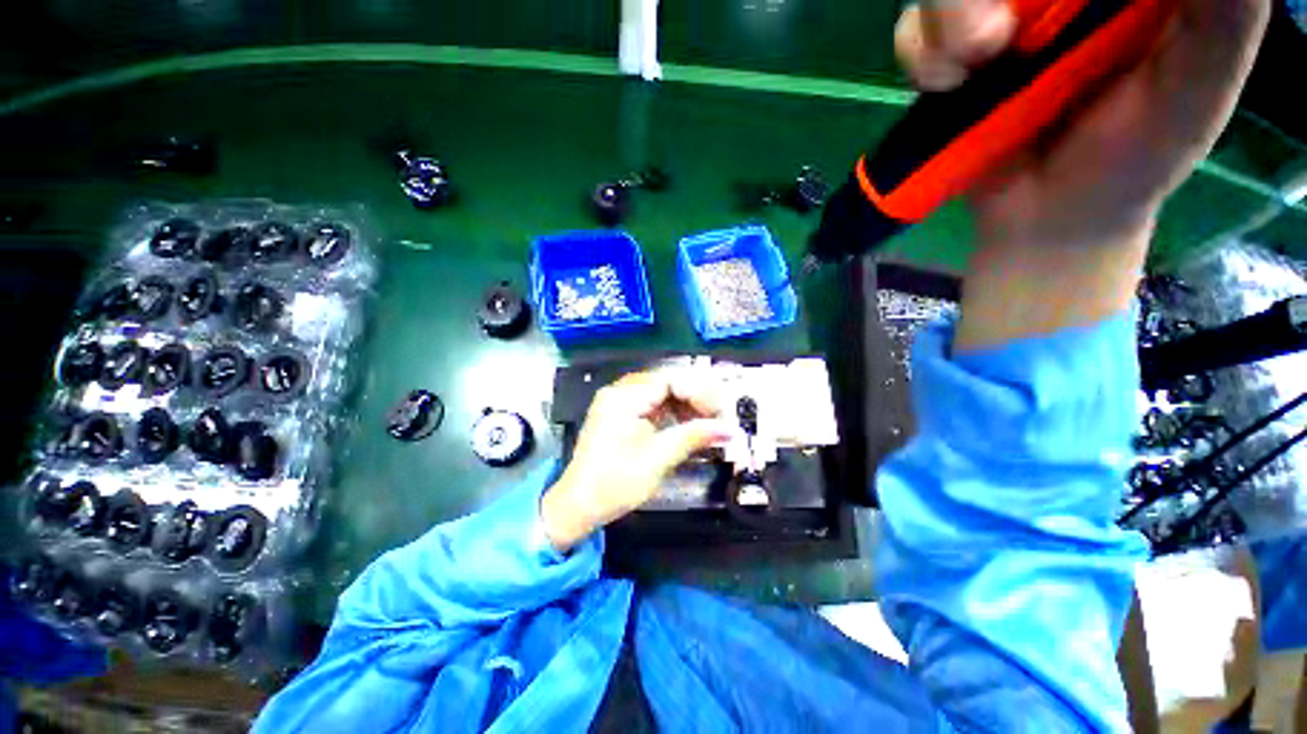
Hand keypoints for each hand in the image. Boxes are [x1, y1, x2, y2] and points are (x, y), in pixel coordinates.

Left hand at [541, 371, 734, 552]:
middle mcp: (620, 392)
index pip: (670, 379)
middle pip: (667, 383)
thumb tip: (730, 429)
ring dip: (686, 407)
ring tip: (706, 425)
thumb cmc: (614, 484)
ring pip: (662, 393)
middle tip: (717, 419)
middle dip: (695, 399)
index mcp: (624, 398)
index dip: (699, 393)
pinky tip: (687, 427)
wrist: (578, 506)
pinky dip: (672, 415)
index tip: (718, 413)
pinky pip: (652, 405)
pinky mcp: (621, 414)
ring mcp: (619, 402)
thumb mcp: (658, 459)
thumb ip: (694, 437)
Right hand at [896, 0, 1269, 348]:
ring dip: (949, 20)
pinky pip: (914, 32)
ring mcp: (996, 18)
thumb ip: (1222, 14)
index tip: (1065, 7)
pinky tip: (949, 84)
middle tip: (996, 37)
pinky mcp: (949, 57)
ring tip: (975, 65)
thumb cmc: (1132, 160)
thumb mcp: (1197, 84)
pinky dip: (921, 54)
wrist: (1046, 219)